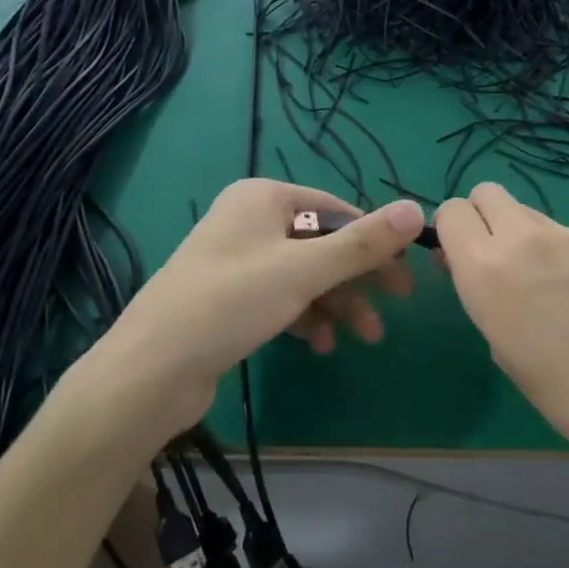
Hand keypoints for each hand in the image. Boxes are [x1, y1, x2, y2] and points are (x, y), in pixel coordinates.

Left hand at [62, 179, 425, 432]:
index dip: (375, 241)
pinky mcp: (231, 299)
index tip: (406, 275)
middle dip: (358, 278)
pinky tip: (320, 345)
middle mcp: (250, 221)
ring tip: (364, 337)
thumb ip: (363, 242)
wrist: (151, 370)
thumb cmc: (232, 302)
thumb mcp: (304, 269)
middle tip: (395, 306)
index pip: (337, 210)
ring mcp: (238, 261)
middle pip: (322, 244)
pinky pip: (282, 298)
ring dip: (337, 303)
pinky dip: (306, 317)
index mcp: (264, 197)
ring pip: (305, 275)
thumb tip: (417, 209)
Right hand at [434, 183, 568, 470]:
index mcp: (485, 269)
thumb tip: (486, 277)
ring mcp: (568, 235)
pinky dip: (554, 249)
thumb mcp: (505, 352)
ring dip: (518, 234)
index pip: (451, 211)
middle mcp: (522, 238)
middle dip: (480, 220)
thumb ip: (486, 299)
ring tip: (539, 283)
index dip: (450, 234)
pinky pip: (561, 231)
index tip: (459, 265)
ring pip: (525, 210)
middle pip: (487, 193)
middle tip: (492, 263)